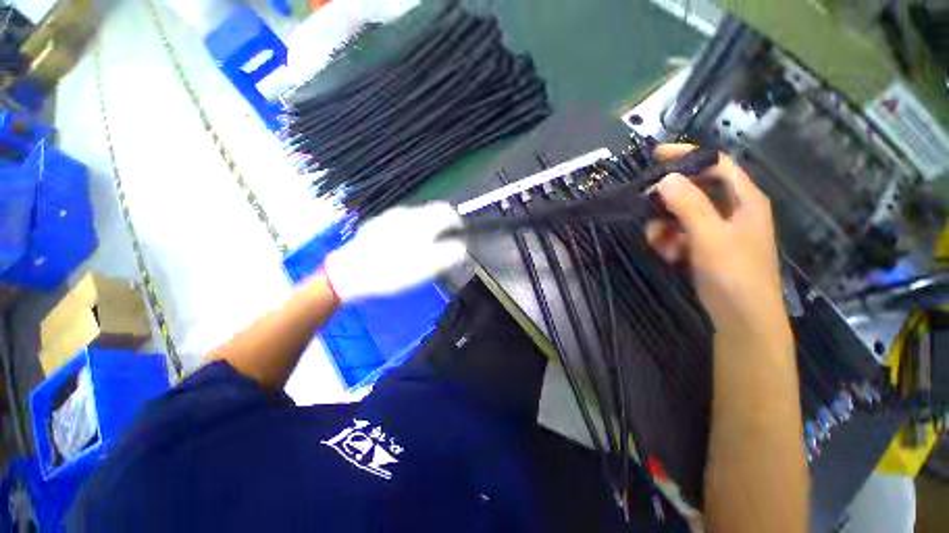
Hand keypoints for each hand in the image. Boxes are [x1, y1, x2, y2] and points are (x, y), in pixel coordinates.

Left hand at [323, 202, 466, 302]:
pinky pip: (401, 223)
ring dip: (427, 229)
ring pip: (416, 218)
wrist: (349, 273)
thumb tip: (462, 247)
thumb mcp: (427, 266)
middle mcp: (406, 213)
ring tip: (424, 249)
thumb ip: (449, 255)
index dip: (458, 223)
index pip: (447, 211)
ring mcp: (389, 218)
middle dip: (442, 227)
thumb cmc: (392, 270)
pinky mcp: (377, 225)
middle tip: (443, 247)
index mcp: (421, 221)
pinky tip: (402, 248)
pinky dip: (410, 232)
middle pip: (432, 212)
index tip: (459, 237)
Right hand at [648, 144, 788, 340]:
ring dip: (665, 226)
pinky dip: (671, 241)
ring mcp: (719, 230)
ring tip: (659, 245)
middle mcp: (733, 210)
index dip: (688, 155)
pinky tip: (668, 255)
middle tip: (648, 214)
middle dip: (668, 202)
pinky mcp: (707, 247)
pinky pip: (682, 233)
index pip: (716, 164)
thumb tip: (665, 179)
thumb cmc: (734, 275)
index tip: (657, 155)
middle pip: (694, 190)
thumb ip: (689, 206)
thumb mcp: (709, 237)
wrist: (742, 319)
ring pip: (683, 214)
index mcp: (744, 200)